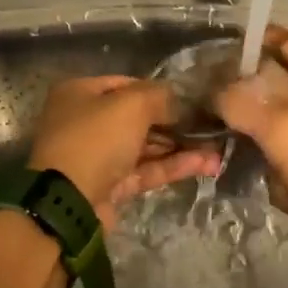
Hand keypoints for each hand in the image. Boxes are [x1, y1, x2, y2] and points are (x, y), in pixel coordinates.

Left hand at [28, 76, 220, 229]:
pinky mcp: (111, 186)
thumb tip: (181, 101)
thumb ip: (160, 97)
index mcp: (81, 94)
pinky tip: (206, 164)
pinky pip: (146, 170)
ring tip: (218, 149)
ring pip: (146, 147)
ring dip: (181, 147)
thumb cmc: (95, 140)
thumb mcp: (130, 105)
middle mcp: (87, 122)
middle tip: (210, 125)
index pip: (127, 85)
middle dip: (175, 122)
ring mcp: (99, 157)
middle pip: (138, 118)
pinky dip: (174, 166)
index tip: (191, 99)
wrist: (69, 202)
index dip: (159, 91)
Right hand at [215, 29, 287, 256]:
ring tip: (265, 55)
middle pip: (258, 62)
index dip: (215, 99)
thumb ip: (264, 158)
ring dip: (273, 46)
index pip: (231, 95)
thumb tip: (258, 140)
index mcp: (280, 127)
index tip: (214, 108)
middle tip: (236, 82)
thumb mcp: (284, 196)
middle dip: (239, 71)